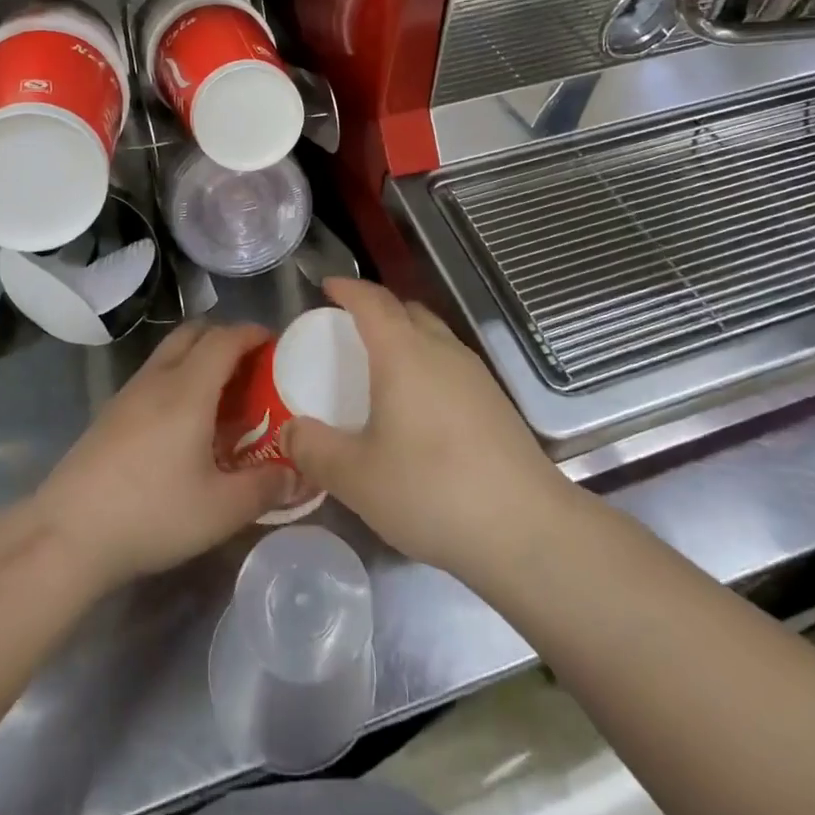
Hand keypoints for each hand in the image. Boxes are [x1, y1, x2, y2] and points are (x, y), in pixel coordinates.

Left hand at [33, 322, 295, 590]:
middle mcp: (158, 379)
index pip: (225, 338)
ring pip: (170, 354)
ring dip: (199, 358)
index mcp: (188, 389)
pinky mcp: (110, 414)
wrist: (67, 534)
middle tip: (251, 368)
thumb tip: (298, 472)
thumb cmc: (152, 513)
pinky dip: (178, 380)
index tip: (276, 344)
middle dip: (226, 338)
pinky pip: (154, 377)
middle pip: (194, 333)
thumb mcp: (221, 510)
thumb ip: (266, 487)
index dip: (253, 333)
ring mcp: (129, 394)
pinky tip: (185, 424)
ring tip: (222, 397)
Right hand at [282, 279, 570, 578]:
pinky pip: (450, 363)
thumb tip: (289, 431)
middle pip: (406, 310)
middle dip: (375, 309)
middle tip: (348, 330)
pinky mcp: (495, 401)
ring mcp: (475, 374)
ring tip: (381, 368)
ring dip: (404, 336)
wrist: (525, 528)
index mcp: (404, 353)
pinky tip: (418, 407)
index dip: (347, 289)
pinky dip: (426, 364)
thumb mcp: (356, 477)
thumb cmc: (430, 490)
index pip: (372, 301)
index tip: (327, 286)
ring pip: (433, 335)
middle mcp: (441, 350)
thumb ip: (314, 450)